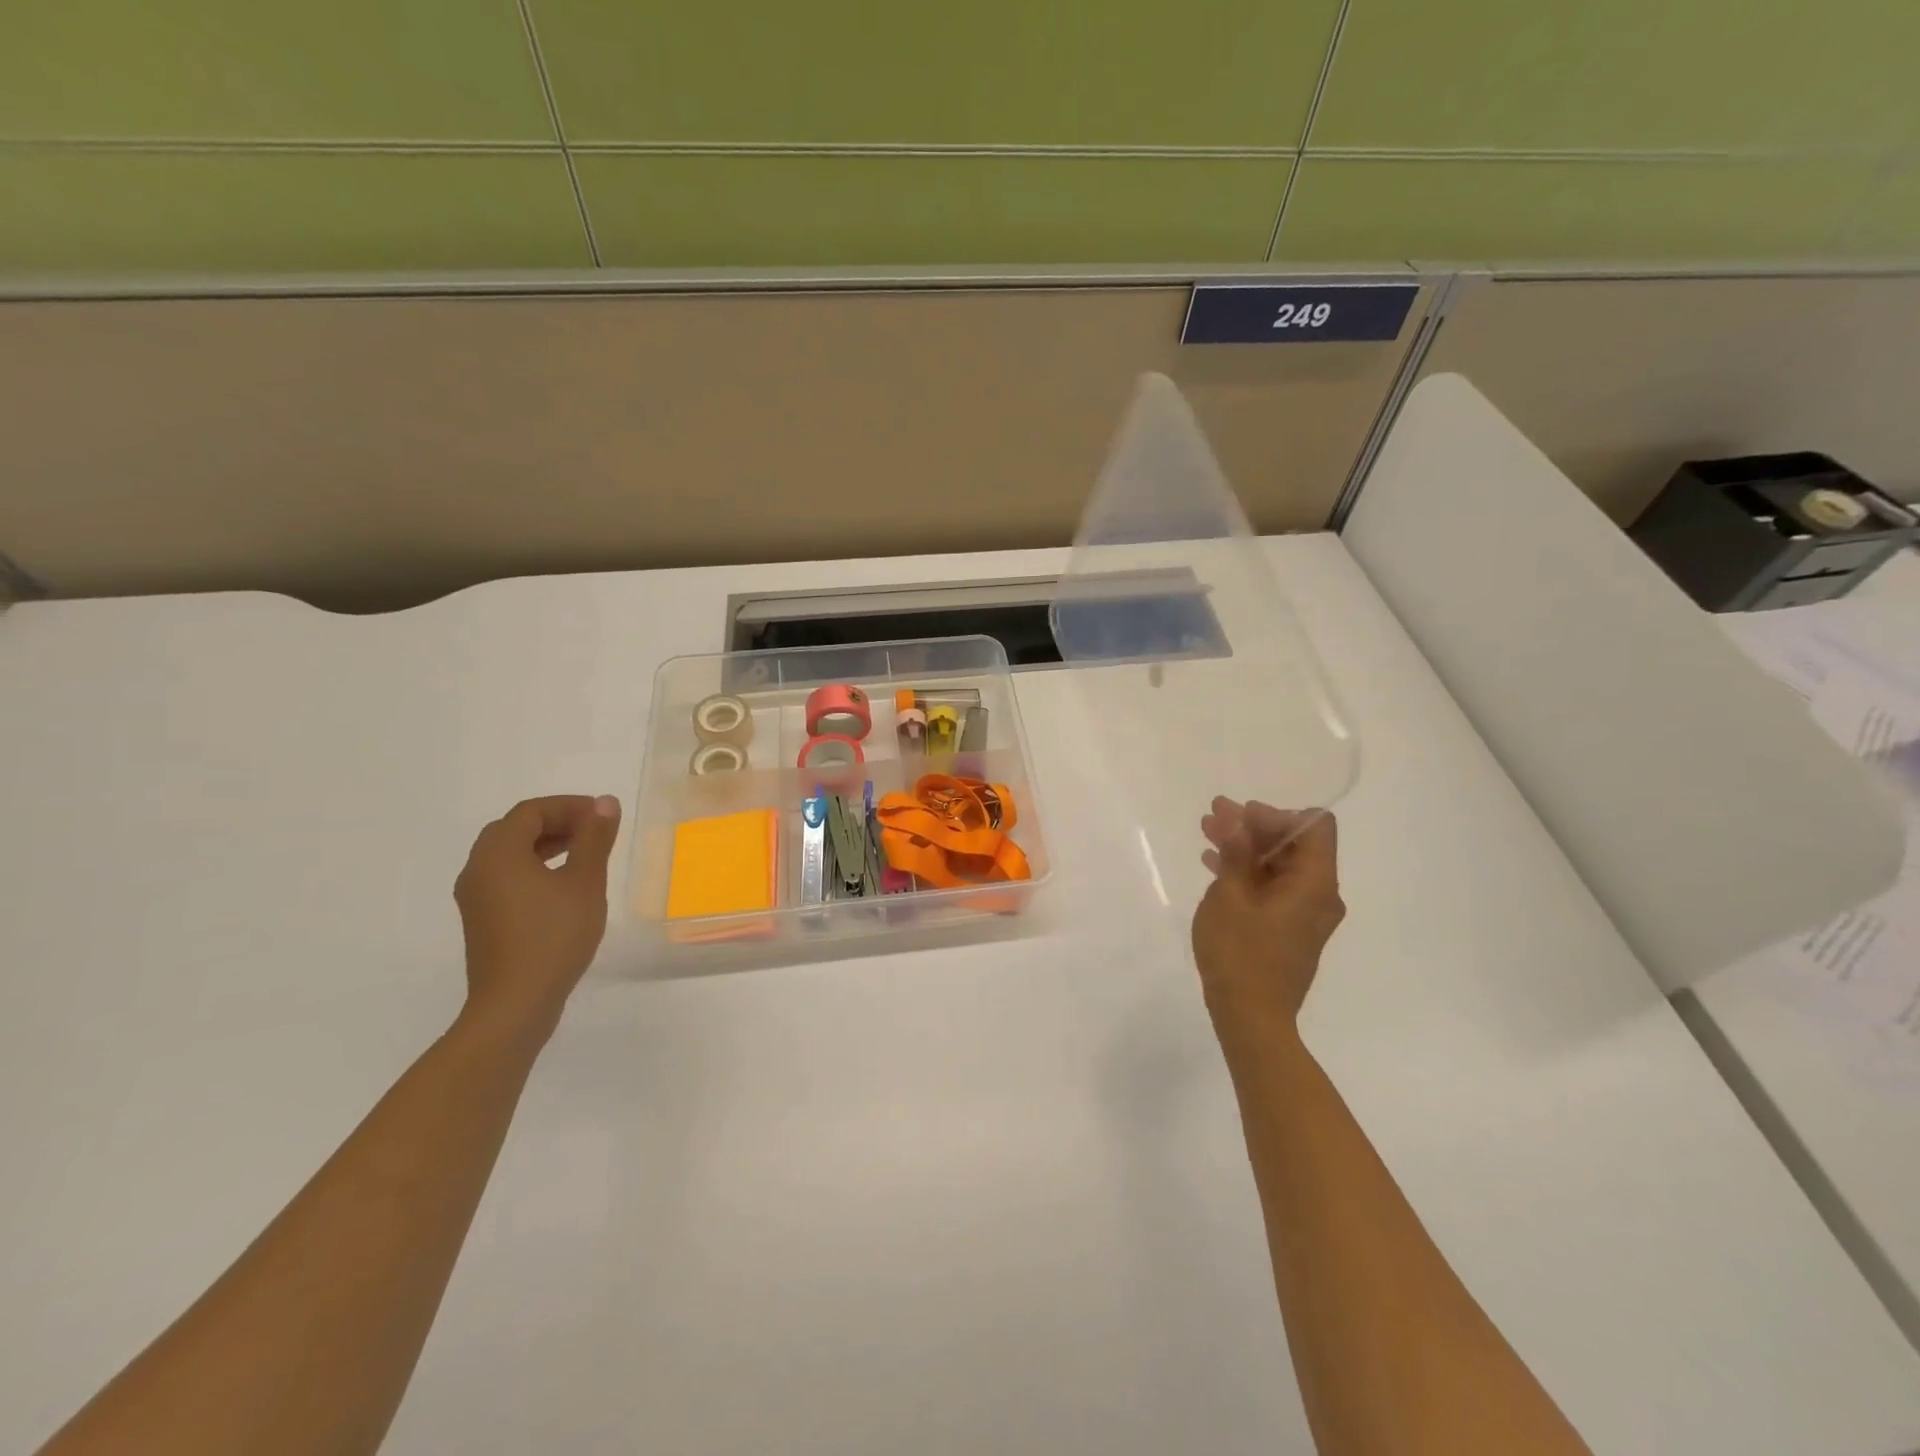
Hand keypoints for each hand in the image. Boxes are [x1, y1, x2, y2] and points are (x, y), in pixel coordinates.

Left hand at [452, 794, 621, 1042]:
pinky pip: (505, 877)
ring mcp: (475, 897)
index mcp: (498, 854)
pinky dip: (533, 867)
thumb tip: (605, 802)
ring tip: (583, 855)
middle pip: (514, 829)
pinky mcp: (481, 919)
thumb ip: (594, 839)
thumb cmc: (554, 937)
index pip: (531, 812)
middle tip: (593, 832)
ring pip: (508, 854)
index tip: (603, 817)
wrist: (515, 1004)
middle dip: (556, 822)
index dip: (569, 806)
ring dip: (544, 845)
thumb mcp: (584, 883)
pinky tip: (562, 887)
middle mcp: (478, 869)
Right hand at [1192, 799, 1344, 1041]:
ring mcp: (1305, 915)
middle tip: (1213, 814)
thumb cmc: (1240, 953)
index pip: (1314, 826)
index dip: (1276, 814)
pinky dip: (1248, 872)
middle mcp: (1320, 895)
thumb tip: (1237, 821)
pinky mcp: (1289, 929)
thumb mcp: (1229, 896)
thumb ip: (1236, 853)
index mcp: (1315, 883)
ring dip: (1246, 848)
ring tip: (1207, 832)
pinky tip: (1214, 864)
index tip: (1240, 816)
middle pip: (1294, 844)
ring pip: (1279, 866)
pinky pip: (1273, 888)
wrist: (1251, 1017)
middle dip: (1253, 826)